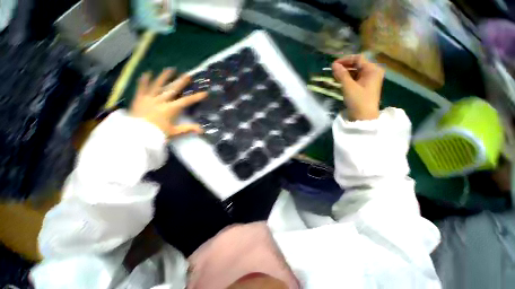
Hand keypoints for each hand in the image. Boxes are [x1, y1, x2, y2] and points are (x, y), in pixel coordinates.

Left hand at [130, 68, 206, 137]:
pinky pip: (142, 87)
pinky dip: (144, 80)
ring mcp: (149, 98)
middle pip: (173, 89)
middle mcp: (161, 100)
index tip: (204, 93)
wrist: (136, 135)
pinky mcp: (139, 99)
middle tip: (187, 75)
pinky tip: (147, 73)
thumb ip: (188, 129)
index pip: (186, 101)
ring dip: (164, 76)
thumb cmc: (157, 133)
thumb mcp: (175, 132)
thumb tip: (202, 130)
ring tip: (170, 69)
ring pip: (158, 85)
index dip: (196, 97)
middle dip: (181, 82)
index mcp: (170, 109)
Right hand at [332, 55, 384, 120]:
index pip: (358, 59)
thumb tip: (334, 65)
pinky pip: (355, 79)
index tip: (333, 64)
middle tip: (332, 70)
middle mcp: (372, 72)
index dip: (345, 60)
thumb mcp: (349, 86)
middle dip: (344, 66)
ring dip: (345, 73)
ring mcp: (368, 80)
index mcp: (372, 70)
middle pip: (357, 65)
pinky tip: (339, 80)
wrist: (363, 116)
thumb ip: (342, 74)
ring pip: (355, 72)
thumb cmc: (358, 100)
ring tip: (334, 75)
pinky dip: (347, 79)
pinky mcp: (364, 86)